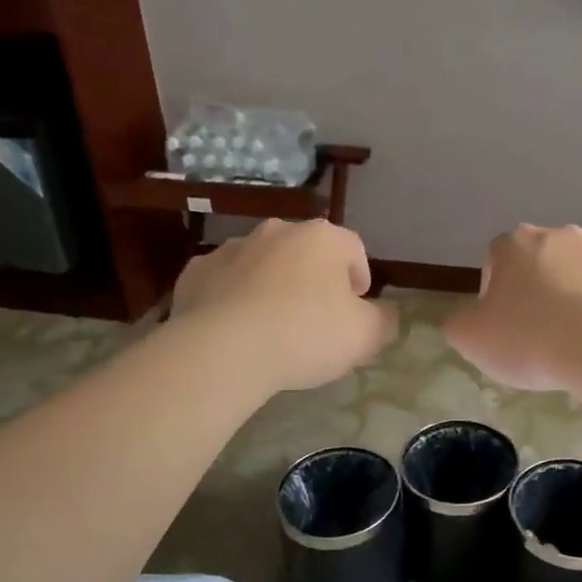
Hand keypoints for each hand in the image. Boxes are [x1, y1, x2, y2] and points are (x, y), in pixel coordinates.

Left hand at [171, 219, 396, 390]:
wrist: (223, 349)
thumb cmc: (305, 334)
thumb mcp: (365, 336)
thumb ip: (383, 321)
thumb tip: (385, 315)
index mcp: (322, 238)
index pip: (353, 248)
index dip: (359, 278)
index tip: (355, 309)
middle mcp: (277, 231)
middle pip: (305, 252)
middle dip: (313, 279)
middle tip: (314, 319)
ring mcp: (232, 248)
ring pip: (262, 264)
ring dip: (271, 285)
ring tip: (271, 326)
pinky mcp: (196, 272)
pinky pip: (224, 282)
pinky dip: (231, 298)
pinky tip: (234, 328)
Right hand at [444, 224, 581, 390]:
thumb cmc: (531, 338)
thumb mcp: (470, 339)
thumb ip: (460, 324)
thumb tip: (470, 320)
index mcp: (516, 244)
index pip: (495, 261)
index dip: (495, 295)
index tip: (503, 327)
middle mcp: (561, 237)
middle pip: (541, 264)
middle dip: (538, 293)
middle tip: (537, 335)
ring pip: (581, 277)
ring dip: (576, 301)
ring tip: (576, 344)